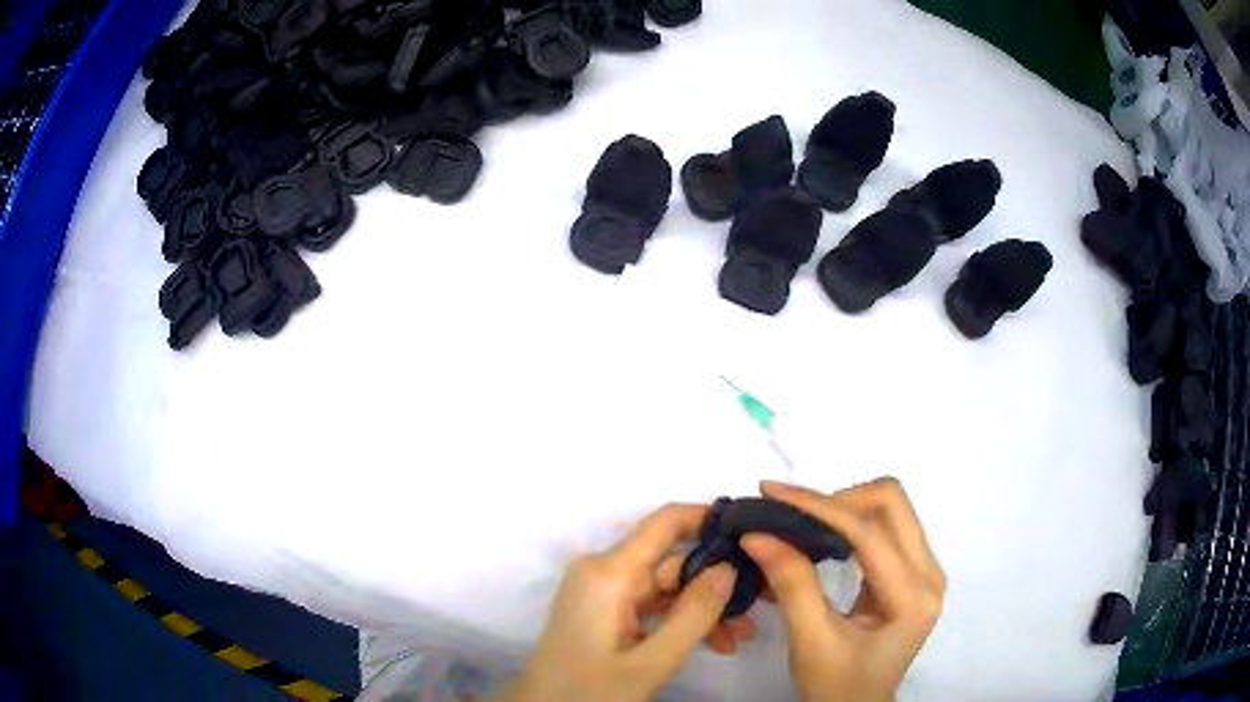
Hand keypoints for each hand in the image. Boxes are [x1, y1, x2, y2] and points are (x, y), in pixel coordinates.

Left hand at [498, 504, 755, 701]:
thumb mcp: (651, 661)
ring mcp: (601, 590)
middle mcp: (603, 570)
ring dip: (701, 609)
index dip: (708, 520)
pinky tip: (711, 642)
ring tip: (738, 638)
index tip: (751, 535)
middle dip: (714, 585)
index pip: (665, 522)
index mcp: (609, 573)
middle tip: (754, 611)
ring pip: (666, 586)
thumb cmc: (592, 690)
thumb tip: (729, 567)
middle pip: (671, 561)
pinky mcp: (603, 608)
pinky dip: (678, 619)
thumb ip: (694, 614)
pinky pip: (650, 603)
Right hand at [742, 478, 945, 701]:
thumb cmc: (836, 686)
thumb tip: (758, 533)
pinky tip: (820, 535)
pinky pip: (885, 525)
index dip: (819, 507)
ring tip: (798, 522)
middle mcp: (929, 573)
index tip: (771, 494)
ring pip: (890, 508)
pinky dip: (849, 521)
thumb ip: (791, 584)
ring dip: (843, 506)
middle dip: (836, 499)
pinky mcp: (911, 571)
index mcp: (913, 597)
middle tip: (788, 514)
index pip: (869, 533)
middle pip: (891, 503)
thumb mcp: (810, 642)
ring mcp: (925, 570)